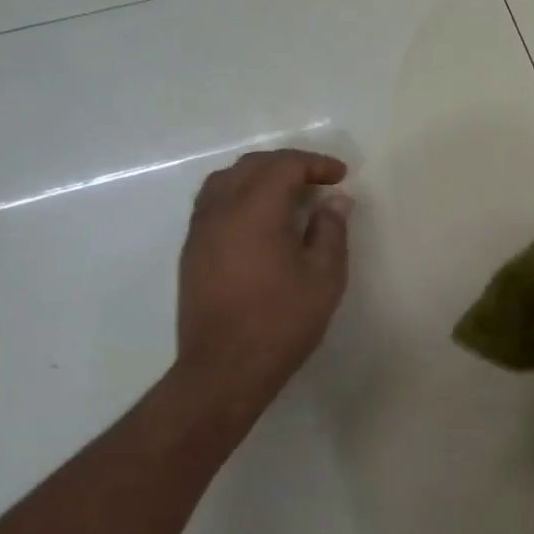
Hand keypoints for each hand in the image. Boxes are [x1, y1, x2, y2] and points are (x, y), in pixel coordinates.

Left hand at [173, 148, 351, 417]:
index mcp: (255, 210)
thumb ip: (331, 230)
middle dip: (288, 164)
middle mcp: (220, 210)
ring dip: (260, 176)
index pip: (284, 166)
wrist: (225, 369)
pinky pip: (214, 202)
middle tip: (319, 180)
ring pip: (227, 180)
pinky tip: (260, 218)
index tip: (341, 176)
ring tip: (288, 193)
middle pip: (252, 166)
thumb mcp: (324, 277)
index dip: (316, 164)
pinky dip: (240, 194)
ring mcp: (200, 230)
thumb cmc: (281, 322)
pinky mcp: (192, 251)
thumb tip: (335, 200)